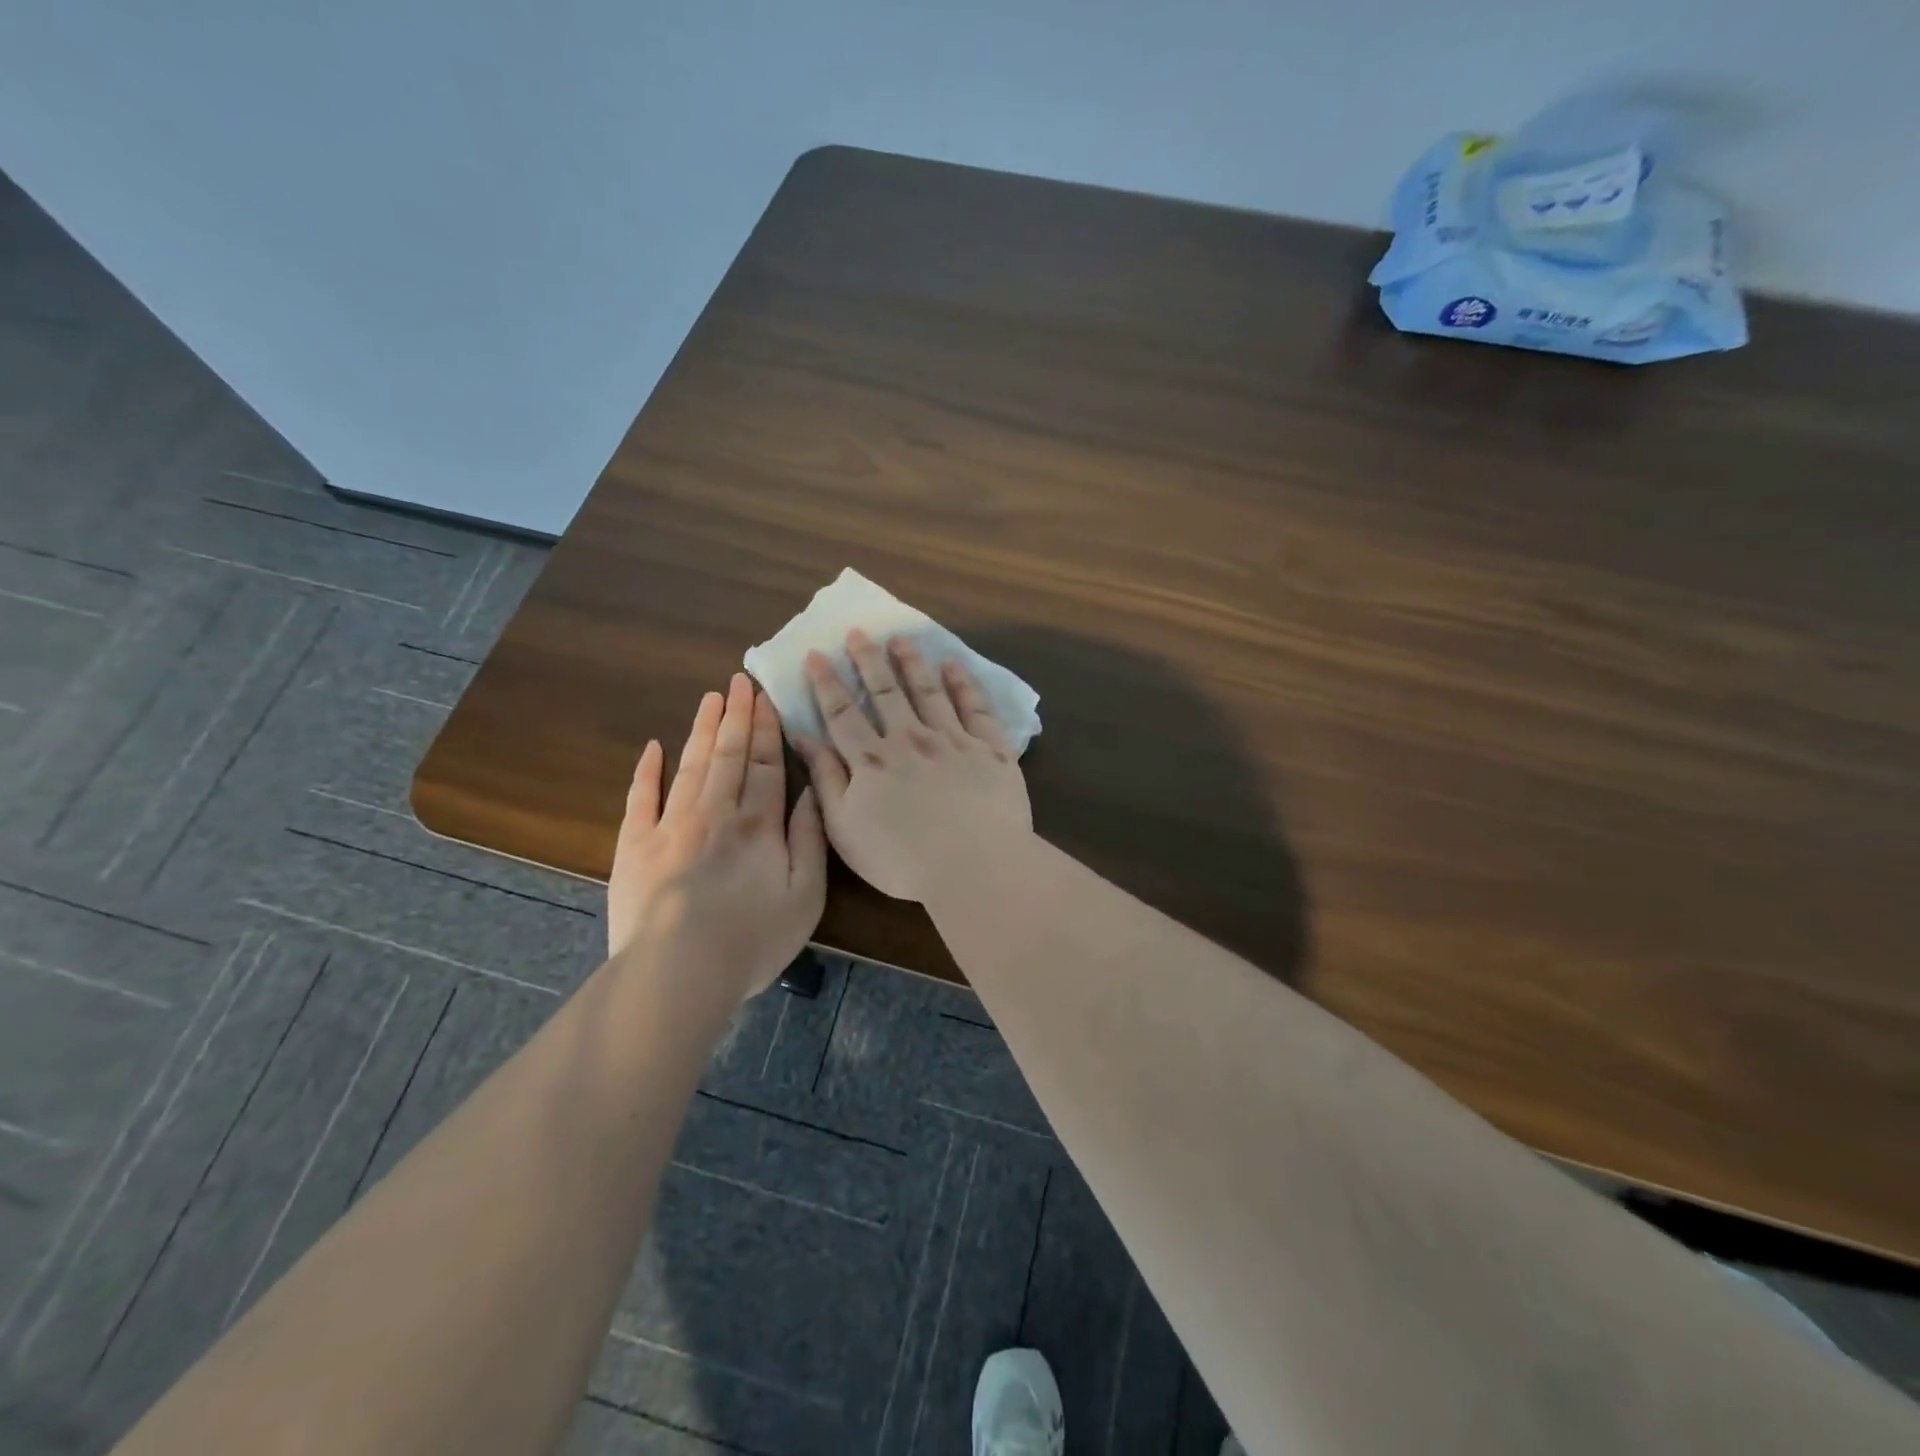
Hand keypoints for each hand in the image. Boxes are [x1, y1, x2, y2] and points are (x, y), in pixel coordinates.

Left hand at [608, 673, 826, 1002]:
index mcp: (759, 825)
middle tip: (739, 680)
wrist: (678, 971)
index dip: (768, 729)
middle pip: (729, 754)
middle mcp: (716, 813)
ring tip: (710, 698)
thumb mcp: (806, 895)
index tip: (767, 697)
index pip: (767, 765)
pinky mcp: (636, 845)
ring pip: (691, 766)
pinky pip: (641, 798)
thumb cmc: (752, 939)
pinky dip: (647, 771)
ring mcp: (672, 825)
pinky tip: (653, 747)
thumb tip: (809, 793)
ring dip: (702, 729)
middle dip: (737, 716)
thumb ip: (809, 840)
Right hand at [795, 631, 1031, 902]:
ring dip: (912, 663)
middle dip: (869, 660)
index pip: (843, 713)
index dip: (827, 683)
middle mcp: (910, 739)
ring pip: (928, 691)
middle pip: (885, 692)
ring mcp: (953, 740)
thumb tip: (803, 738)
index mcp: (872, 760)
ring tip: (901, 639)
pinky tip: (954, 665)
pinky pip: (976, 708)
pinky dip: (963, 684)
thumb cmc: (902, 858)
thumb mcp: (845, 828)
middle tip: (859, 632)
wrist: (975, 865)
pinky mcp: (990, 749)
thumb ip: (826, 780)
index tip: (816, 654)